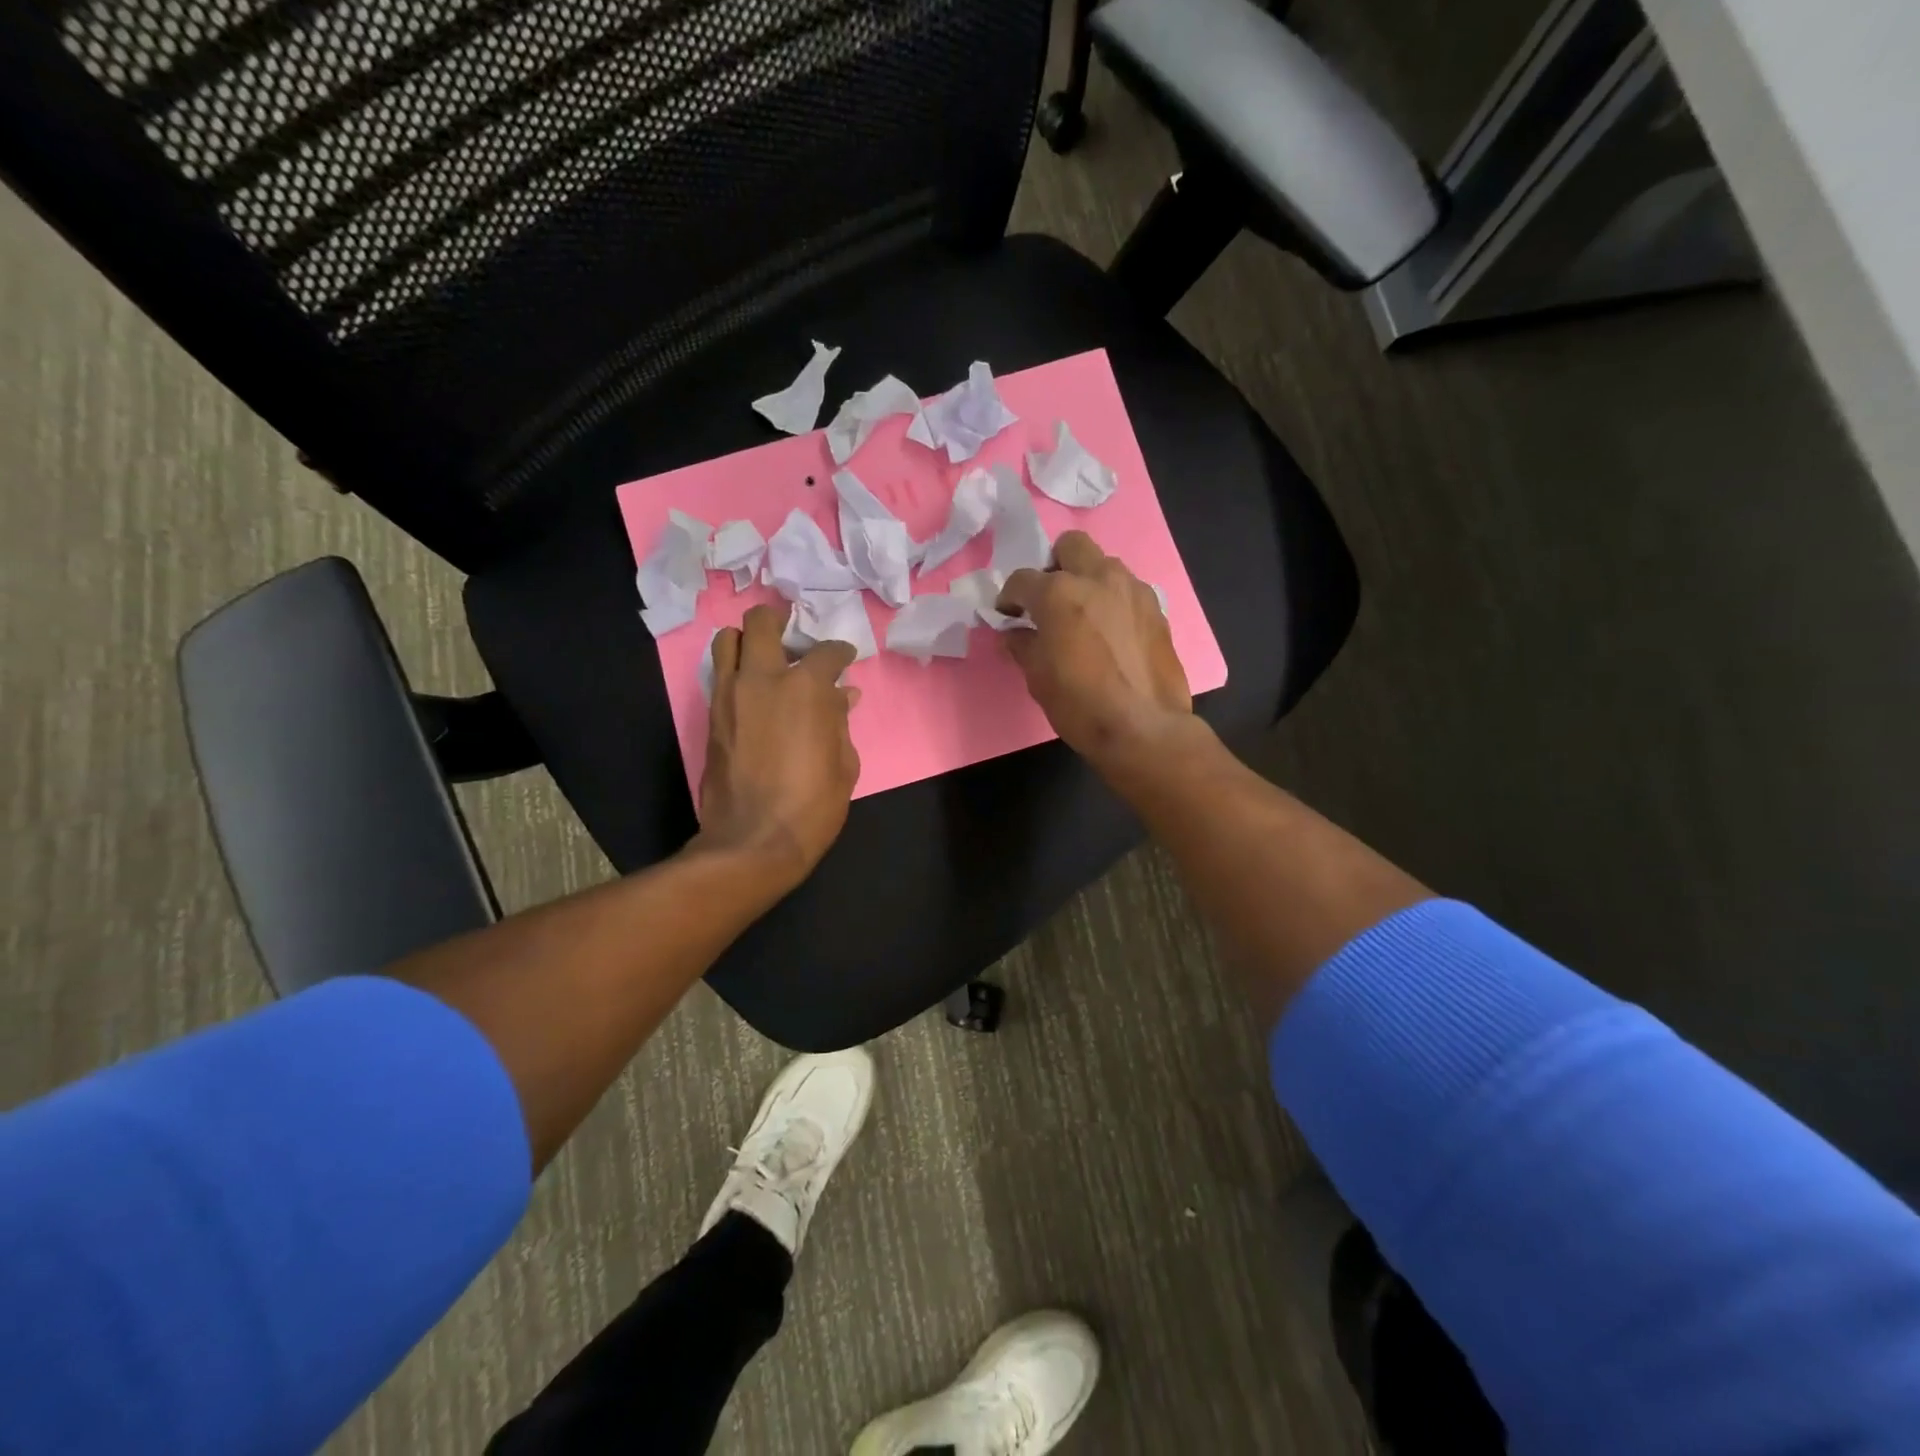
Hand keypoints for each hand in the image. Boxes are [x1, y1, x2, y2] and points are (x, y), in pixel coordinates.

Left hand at [697, 605, 860, 890]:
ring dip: (747, 640)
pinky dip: (735, 670)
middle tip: (792, 631)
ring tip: (765, 656)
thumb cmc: (812, 805)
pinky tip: (753, 689)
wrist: (753, 841)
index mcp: (806, 688)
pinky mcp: (710, 716)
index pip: (827, 652)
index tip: (845, 662)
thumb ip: (840, 721)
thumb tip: (842, 696)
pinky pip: (719, 674)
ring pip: (727, 641)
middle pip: (761, 623)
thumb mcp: (844, 763)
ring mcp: (729, 695)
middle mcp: (762, 679)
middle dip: (779, 619)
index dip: (840, 654)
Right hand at [997, 531, 1192, 768]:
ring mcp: (1133, 590)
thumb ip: (1023, 645)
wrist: (1144, 728)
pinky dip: (1113, 601)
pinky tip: (1110, 633)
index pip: (1022, 579)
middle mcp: (1098, 578)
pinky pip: (1127, 590)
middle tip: (1049, 599)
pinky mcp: (1157, 609)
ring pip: (1104, 565)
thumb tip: (1015, 633)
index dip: (1009, 598)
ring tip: (1083, 615)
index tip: (1008, 616)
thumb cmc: (1080, 705)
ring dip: (1088, 580)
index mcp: (1059, 593)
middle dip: (1054, 566)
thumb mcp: (1037, 678)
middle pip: (1071, 546)